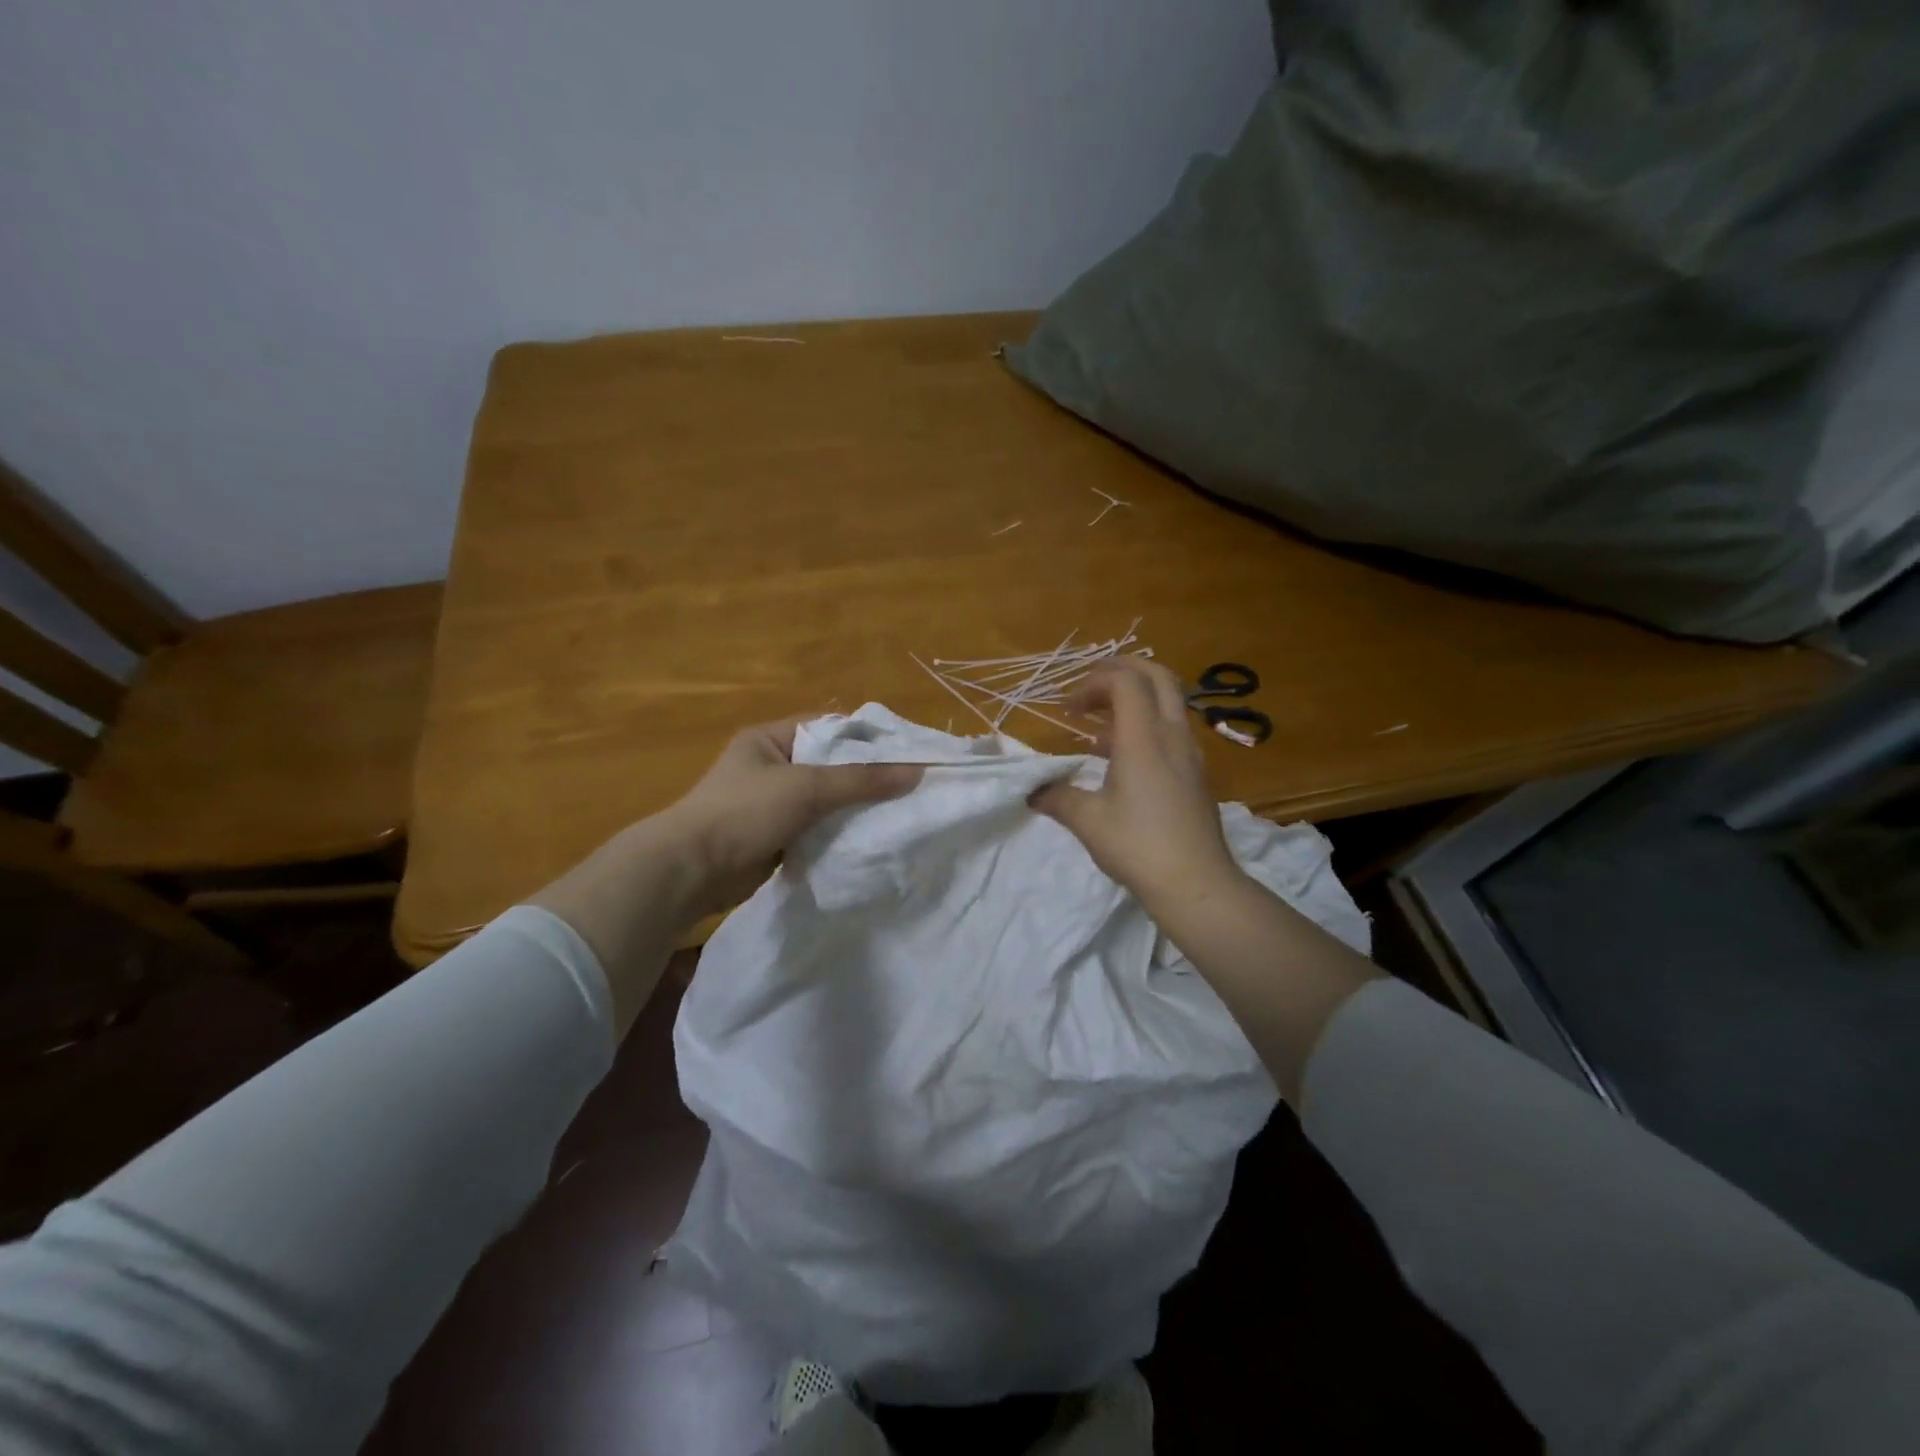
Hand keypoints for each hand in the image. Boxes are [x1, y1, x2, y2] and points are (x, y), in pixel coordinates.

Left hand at [654, 717, 922, 915]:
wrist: (692, 871)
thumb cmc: (745, 812)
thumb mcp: (806, 787)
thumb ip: (861, 780)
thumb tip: (917, 772)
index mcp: (769, 739)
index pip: (828, 728)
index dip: (866, 738)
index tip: (906, 752)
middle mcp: (771, 767)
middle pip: (830, 766)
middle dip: (865, 778)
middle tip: (910, 786)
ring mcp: (772, 805)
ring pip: (825, 801)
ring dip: (853, 809)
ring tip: (899, 813)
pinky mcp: (775, 838)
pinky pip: (817, 829)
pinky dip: (838, 834)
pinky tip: (870, 839)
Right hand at [1030, 658, 1242, 905]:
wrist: (1196, 883)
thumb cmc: (1138, 846)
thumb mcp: (1087, 821)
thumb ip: (1057, 798)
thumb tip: (1032, 791)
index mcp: (1144, 738)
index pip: (1125, 681)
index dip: (1094, 682)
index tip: (1070, 709)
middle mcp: (1172, 735)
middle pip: (1157, 676)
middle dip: (1121, 672)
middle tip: (1091, 691)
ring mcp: (1190, 753)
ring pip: (1169, 702)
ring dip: (1135, 701)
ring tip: (1101, 731)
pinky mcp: (1197, 773)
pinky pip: (1173, 729)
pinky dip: (1147, 726)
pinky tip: (1124, 760)